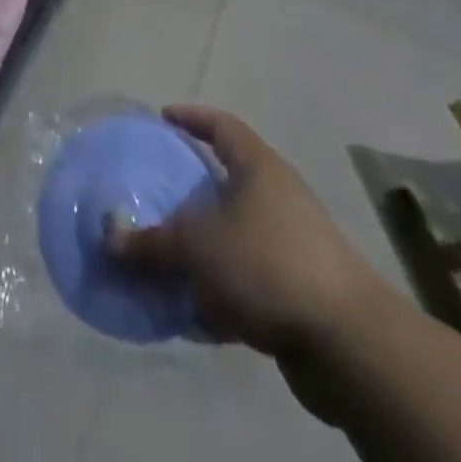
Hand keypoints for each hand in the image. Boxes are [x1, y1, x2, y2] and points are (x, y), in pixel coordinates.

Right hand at [107, 105, 387, 356]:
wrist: (350, 344)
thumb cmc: (268, 264)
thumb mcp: (198, 248)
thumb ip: (152, 243)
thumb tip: (110, 240)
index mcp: (258, 168)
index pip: (222, 125)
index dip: (192, 117)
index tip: (163, 118)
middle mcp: (278, 197)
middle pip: (227, 180)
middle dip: (190, 191)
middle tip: (155, 195)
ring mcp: (293, 245)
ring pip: (235, 235)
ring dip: (202, 248)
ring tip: (166, 259)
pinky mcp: (299, 292)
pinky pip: (248, 280)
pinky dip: (221, 291)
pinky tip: (193, 312)